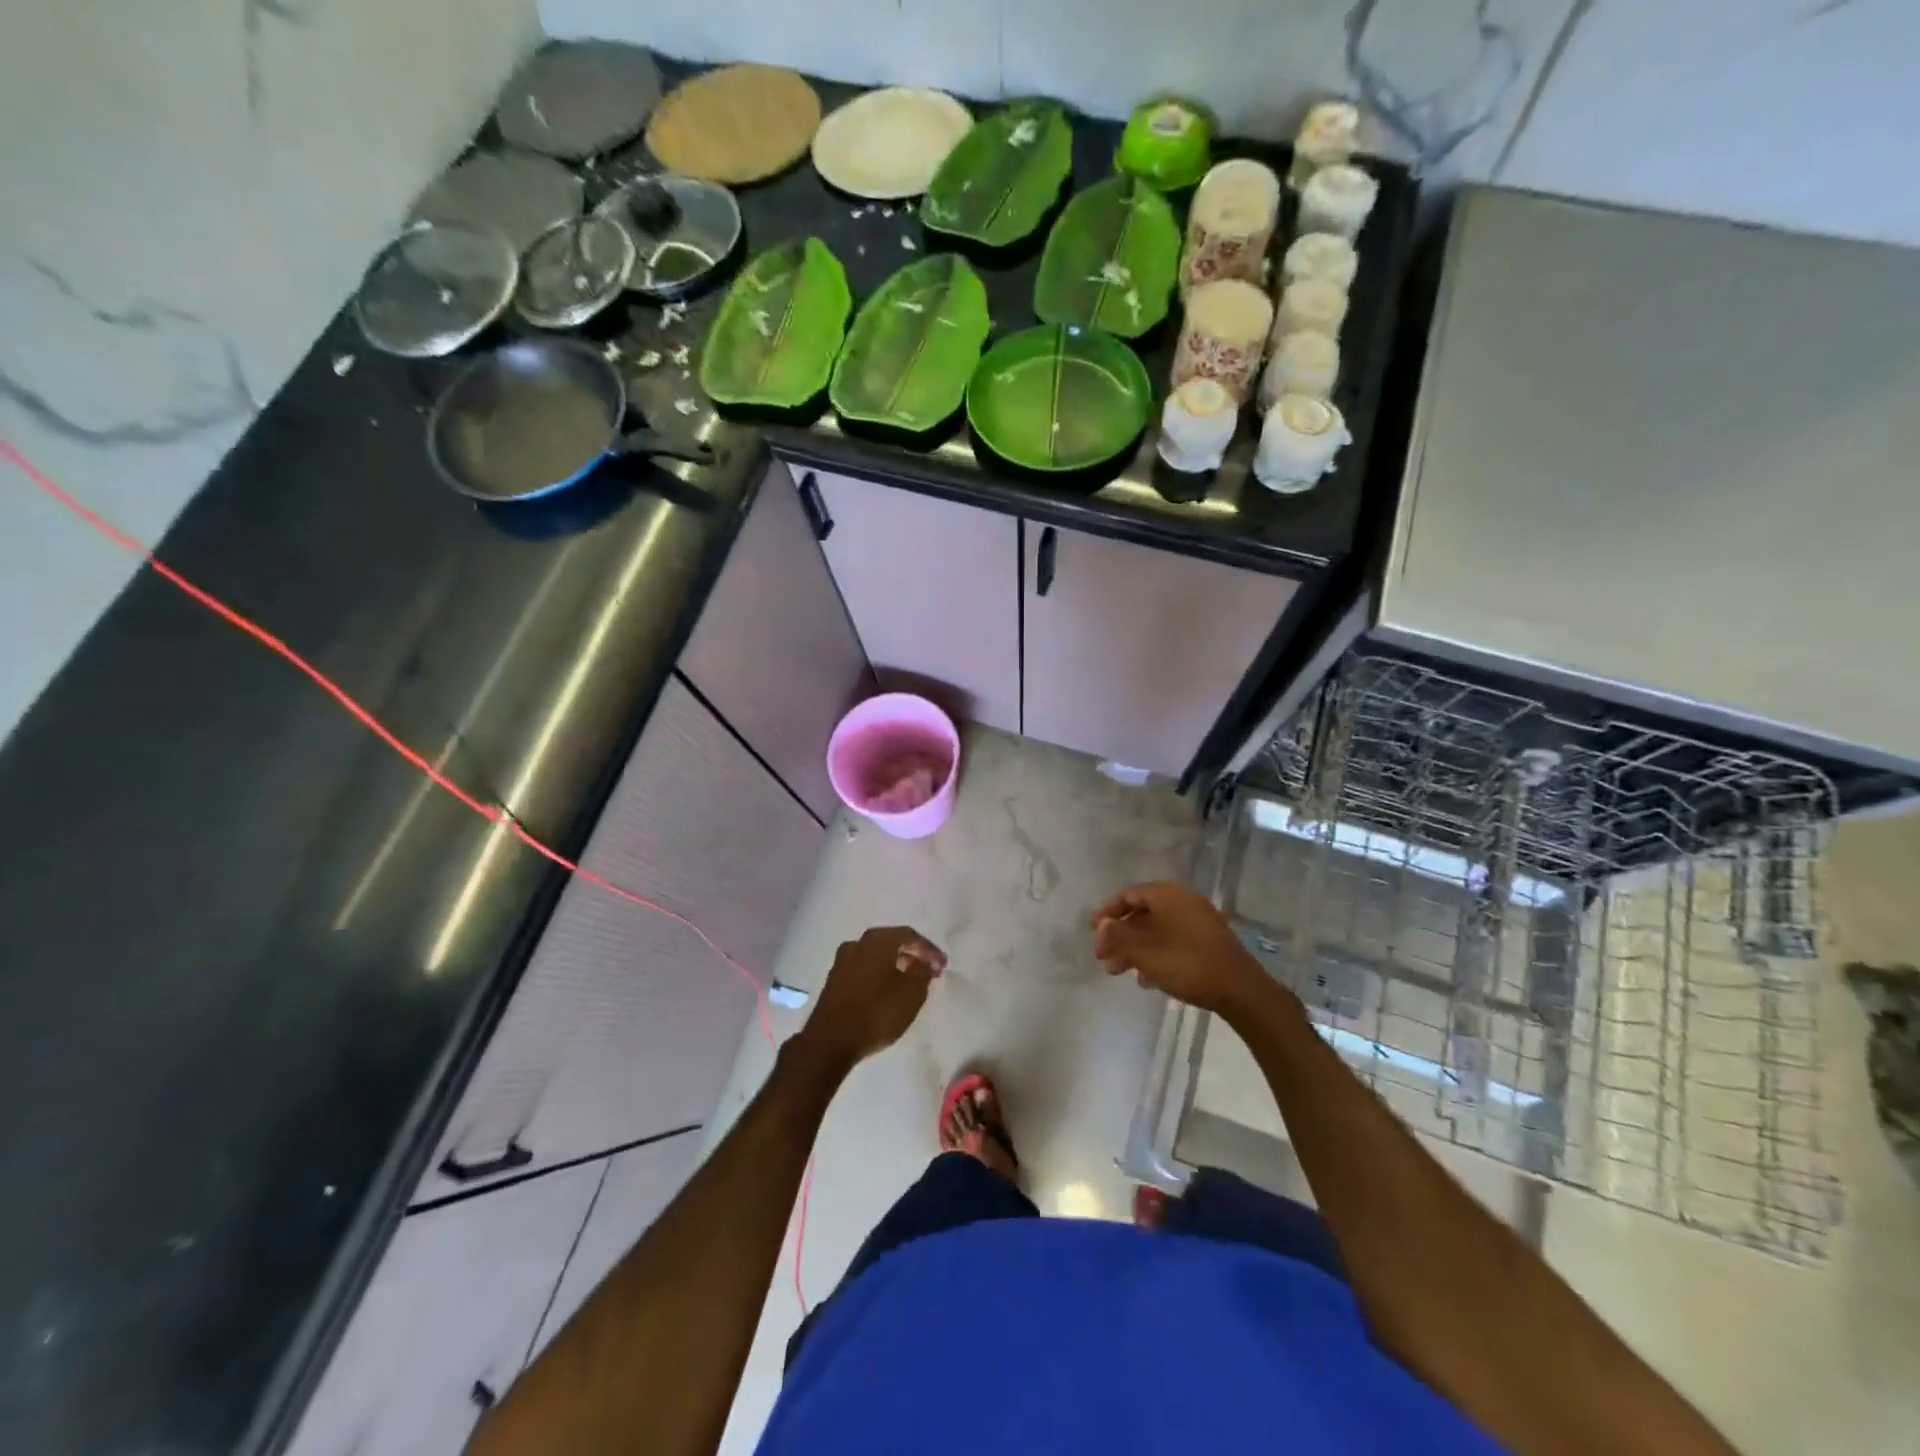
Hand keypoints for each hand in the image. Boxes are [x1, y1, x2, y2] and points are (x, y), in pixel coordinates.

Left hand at [797, 927, 946, 1072]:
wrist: (830, 1041)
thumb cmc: (876, 1012)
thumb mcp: (911, 995)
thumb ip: (922, 974)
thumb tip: (924, 964)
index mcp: (877, 940)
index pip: (910, 936)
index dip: (929, 950)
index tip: (943, 965)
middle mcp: (858, 943)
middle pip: (891, 943)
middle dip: (912, 955)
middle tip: (928, 970)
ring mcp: (842, 961)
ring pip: (876, 956)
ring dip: (895, 965)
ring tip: (910, 981)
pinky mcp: (834, 980)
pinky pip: (864, 970)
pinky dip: (879, 975)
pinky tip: (887, 991)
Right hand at [1091, 882, 1270, 1016]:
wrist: (1239, 989)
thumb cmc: (1185, 963)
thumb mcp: (1144, 951)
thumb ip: (1118, 936)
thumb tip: (1103, 925)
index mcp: (1166, 894)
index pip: (1128, 895)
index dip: (1107, 912)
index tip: (1093, 932)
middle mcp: (1183, 900)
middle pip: (1142, 914)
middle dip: (1120, 936)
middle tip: (1104, 958)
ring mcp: (1199, 920)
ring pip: (1157, 930)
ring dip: (1135, 948)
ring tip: (1121, 972)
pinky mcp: (1209, 941)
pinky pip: (1174, 941)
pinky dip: (1156, 954)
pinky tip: (1149, 979)